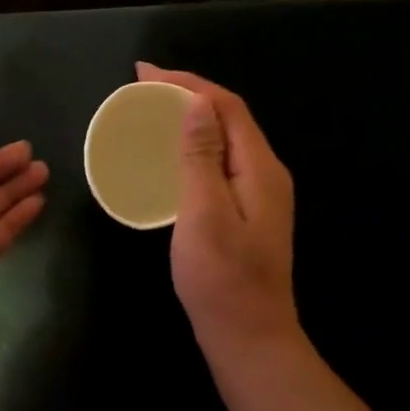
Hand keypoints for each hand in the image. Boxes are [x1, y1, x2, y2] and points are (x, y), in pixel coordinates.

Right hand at [137, 64, 299, 358]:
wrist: (249, 337)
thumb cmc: (222, 280)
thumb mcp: (204, 215)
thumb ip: (202, 157)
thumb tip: (197, 103)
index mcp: (260, 169)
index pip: (226, 106)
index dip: (187, 83)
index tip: (144, 73)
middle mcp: (266, 174)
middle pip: (229, 118)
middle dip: (188, 95)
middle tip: (143, 89)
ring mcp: (259, 196)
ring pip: (225, 141)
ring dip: (190, 120)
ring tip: (152, 114)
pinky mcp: (247, 215)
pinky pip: (220, 165)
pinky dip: (194, 149)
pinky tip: (171, 158)